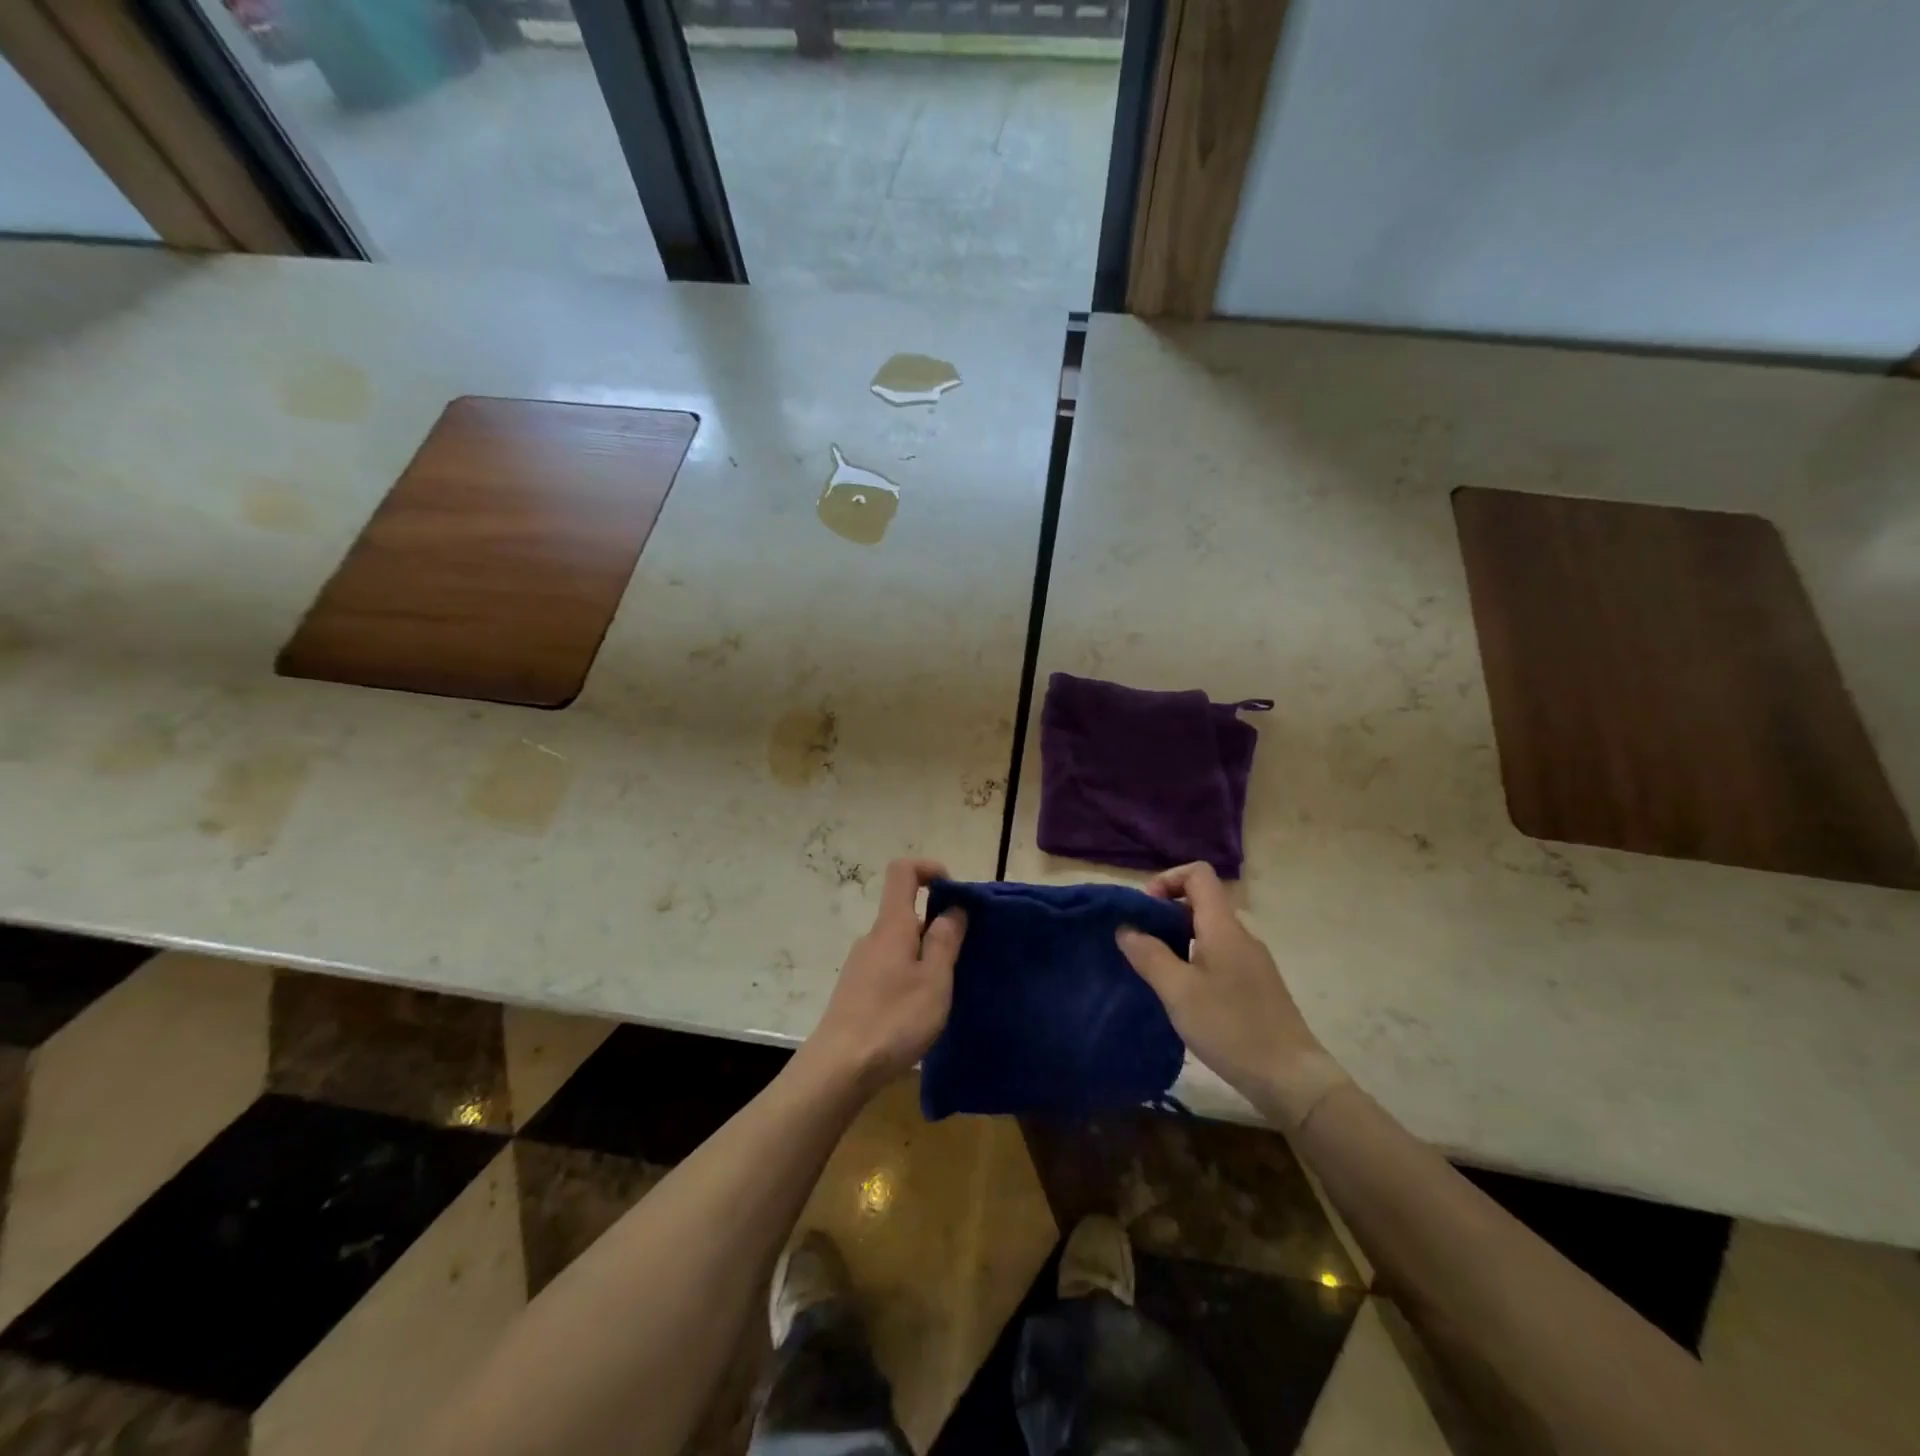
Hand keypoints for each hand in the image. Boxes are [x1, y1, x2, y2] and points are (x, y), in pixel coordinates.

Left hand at [804, 858, 965, 1094]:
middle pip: (906, 911)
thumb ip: (946, 940)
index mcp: (892, 925)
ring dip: (926, 954)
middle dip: (938, 923)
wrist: (839, 1068)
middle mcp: (873, 937)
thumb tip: (953, 908)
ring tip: (946, 990)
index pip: (903, 871)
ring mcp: (861, 964)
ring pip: (900, 943)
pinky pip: (890, 966)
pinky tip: (920, 1010)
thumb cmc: (894, 1019)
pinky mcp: (856, 990)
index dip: (929, 869)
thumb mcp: (934, 980)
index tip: (955, 892)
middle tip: (964, 956)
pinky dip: (910, 974)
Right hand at [1116, 862, 1346, 1125]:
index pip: (1198, 874)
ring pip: (1208, 932)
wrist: (1291, 1078)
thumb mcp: (1178, 991)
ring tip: (1154, 970)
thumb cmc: (1230, 1028)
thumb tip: (1126, 928)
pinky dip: (1194, 960)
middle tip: (1139, 942)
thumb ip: (1149, 955)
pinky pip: (1218, 955)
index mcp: (1223, 927)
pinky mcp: (1255, 985)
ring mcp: (1251, 961)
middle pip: (1201, 902)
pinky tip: (1181, 994)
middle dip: (1165, 913)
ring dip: (1177, 939)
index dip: (1167, 879)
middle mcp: (1240, 936)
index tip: (1144, 910)